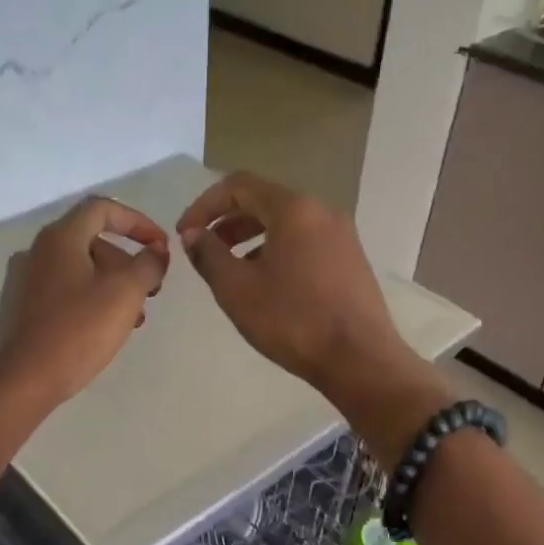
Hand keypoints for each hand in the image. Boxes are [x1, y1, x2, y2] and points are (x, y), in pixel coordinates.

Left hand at [0, 195, 169, 407]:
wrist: (21, 381)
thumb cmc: (77, 331)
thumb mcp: (125, 293)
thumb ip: (148, 266)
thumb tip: (157, 253)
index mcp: (60, 238)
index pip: (103, 209)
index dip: (138, 222)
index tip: (161, 247)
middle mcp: (38, 251)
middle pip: (92, 241)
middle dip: (128, 262)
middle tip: (151, 292)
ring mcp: (25, 281)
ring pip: (80, 270)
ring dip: (113, 286)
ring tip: (133, 318)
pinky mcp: (22, 309)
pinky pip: (64, 292)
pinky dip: (91, 300)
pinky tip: (104, 330)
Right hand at [177, 173, 422, 404]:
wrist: (359, 358)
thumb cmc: (292, 320)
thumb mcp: (237, 289)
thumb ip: (209, 255)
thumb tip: (193, 235)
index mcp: (294, 209)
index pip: (239, 185)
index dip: (204, 205)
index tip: (184, 234)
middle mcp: (321, 211)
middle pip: (264, 200)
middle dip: (227, 221)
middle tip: (203, 249)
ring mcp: (341, 235)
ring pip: (285, 223)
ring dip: (250, 237)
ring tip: (229, 268)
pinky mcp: (350, 259)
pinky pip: (304, 241)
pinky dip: (276, 250)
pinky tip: (265, 283)